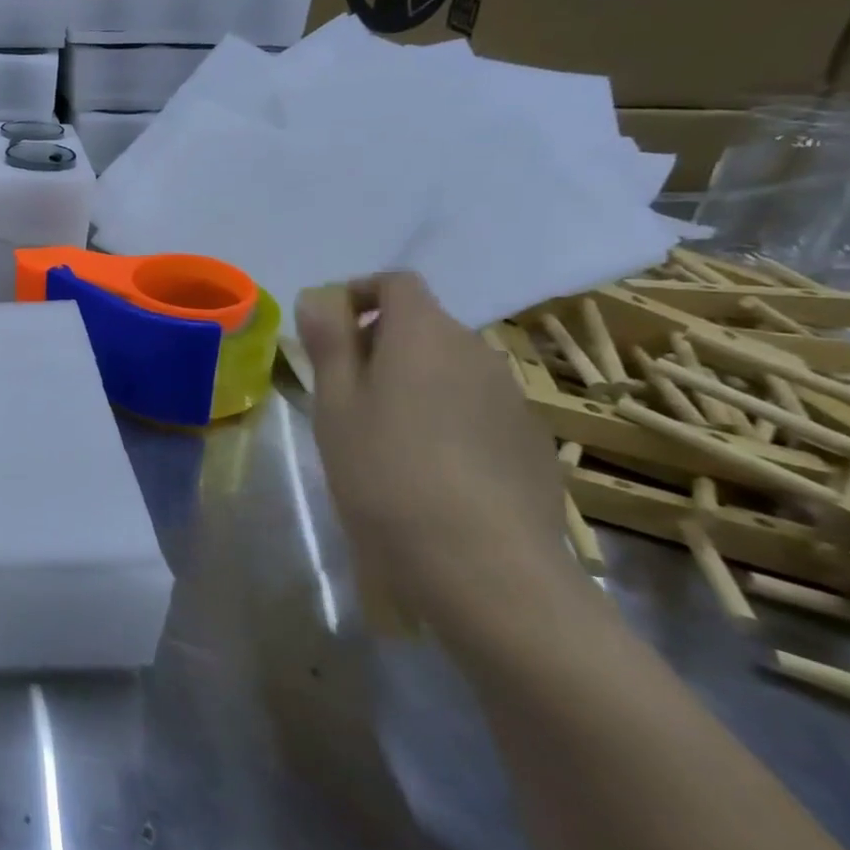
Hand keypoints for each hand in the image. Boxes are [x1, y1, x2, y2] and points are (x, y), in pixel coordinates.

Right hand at [296, 273, 579, 640]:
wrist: (484, 566)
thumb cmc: (386, 472)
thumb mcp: (336, 404)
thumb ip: (329, 342)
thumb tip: (319, 296)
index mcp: (424, 334)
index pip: (396, 282)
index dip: (359, 294)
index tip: (328, 331)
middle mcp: (476, 351)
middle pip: (423, 325)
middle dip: (379, 343)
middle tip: (341, 392)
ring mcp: (511, 398)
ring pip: (450, 368)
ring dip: (412, 381)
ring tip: (380, 434)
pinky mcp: (529, 442)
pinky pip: (476, 407)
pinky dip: (445, 415)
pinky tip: (427, 468)